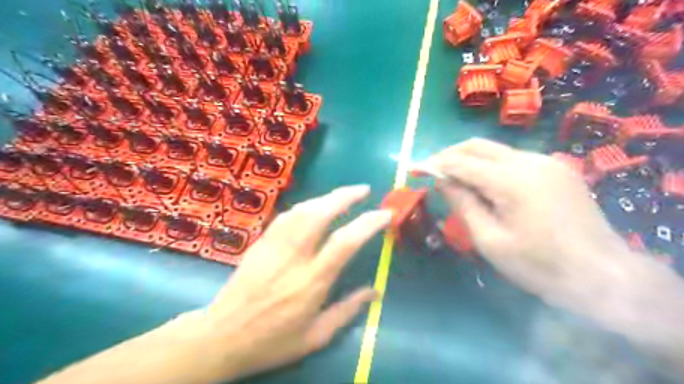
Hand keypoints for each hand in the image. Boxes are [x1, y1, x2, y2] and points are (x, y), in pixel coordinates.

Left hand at [197, 186, 388, 379]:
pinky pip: (285, 217)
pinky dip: (304, 207)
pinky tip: (312, 207)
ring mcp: (273, 246)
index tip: (385, 214)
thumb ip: (347, 311)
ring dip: (325, 197)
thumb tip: (375, 291)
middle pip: (320, 214)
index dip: (368, 223)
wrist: (221, 337)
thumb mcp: (316, 336)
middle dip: (345, 196)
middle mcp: (293, 257)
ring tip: (342, 195)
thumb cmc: (272, 341)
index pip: (345, 242)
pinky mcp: (260, 243)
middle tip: (364, 189)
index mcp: (312, 281)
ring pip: (301, 210)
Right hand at [422, 139, 634, 309]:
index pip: (461, 162)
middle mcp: (529, 161)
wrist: (602, 275)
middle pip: (477, 145)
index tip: (414, 168)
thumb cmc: (539, 265)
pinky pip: (512, 159)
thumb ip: (463, 205)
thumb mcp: (490, 240)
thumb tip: (441, 181)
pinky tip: (484, 183)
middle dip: (449, 154)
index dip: (434, 163)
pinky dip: (490, 165)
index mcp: (511, 181)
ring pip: (495, 149)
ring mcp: (546, 161)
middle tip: (431, 170)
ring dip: (469, 159)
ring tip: (454, 178)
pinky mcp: (556, 168)